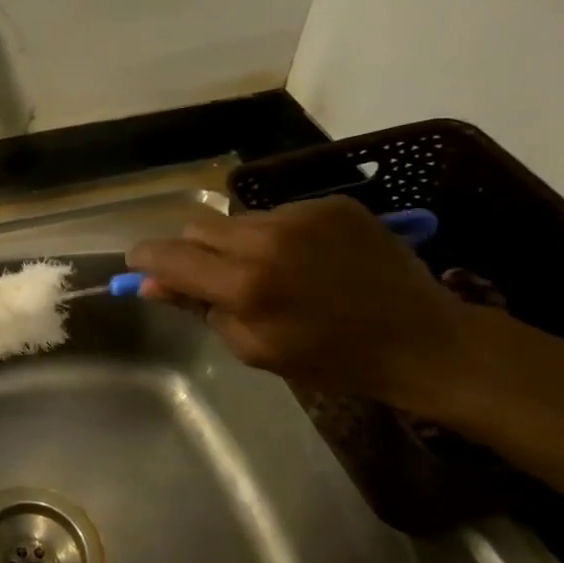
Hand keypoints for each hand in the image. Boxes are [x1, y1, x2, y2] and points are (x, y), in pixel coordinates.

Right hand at [127, 197, 466, 403]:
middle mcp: (266, 239)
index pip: (170, 255)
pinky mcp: (331, 204)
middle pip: (197, 227)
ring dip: (237, 242)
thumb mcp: (254, 347)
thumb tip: (153, 283)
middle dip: (193, 250)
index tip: (139, 263)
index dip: (146, 258)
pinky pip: (279, 213)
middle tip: (213, 276)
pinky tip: (306, 259)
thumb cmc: (332, 358)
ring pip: (238, 219)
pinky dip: (278, 235)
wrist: (424, 339)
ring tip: (271, 269)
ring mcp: (301, 215)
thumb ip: (198, 308)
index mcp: (245, 284)